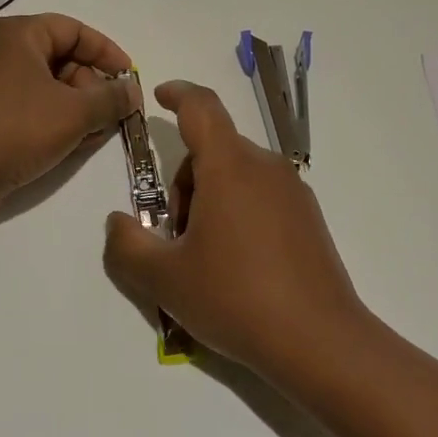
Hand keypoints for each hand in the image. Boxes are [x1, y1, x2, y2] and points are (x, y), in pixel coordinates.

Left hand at [0, 13, 138, 213]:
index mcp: (19, 34)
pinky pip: (29, 105)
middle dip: (92, 86)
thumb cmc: (16, 129)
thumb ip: (111, 98)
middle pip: (61, 57)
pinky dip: (53, 119)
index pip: (74, 30)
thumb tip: (132, 92)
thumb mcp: (74, 113)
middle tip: (112, 114)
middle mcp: (0, 50)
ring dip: (77, 107)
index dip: (107, 53)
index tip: (130, 79)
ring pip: (47, 86)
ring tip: (94, 134)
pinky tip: (70, 144)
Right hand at [102, 80, 370, 379]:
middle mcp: (264, 167)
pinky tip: (235, 265)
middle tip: (173, 235)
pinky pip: (260, 195)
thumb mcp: (164, 278)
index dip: (177, 94)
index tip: (159, 96)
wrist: (320, 342)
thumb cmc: (235, 298)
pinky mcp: (308, 218)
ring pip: (236, 174)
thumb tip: (117, 222)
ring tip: (203, 257)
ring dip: (209, 199)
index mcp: (229, 167)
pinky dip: (236, 211)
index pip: (201, 107)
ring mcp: (292, 192)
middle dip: (184, 181)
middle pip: (213, 150)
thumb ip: (126, 245)